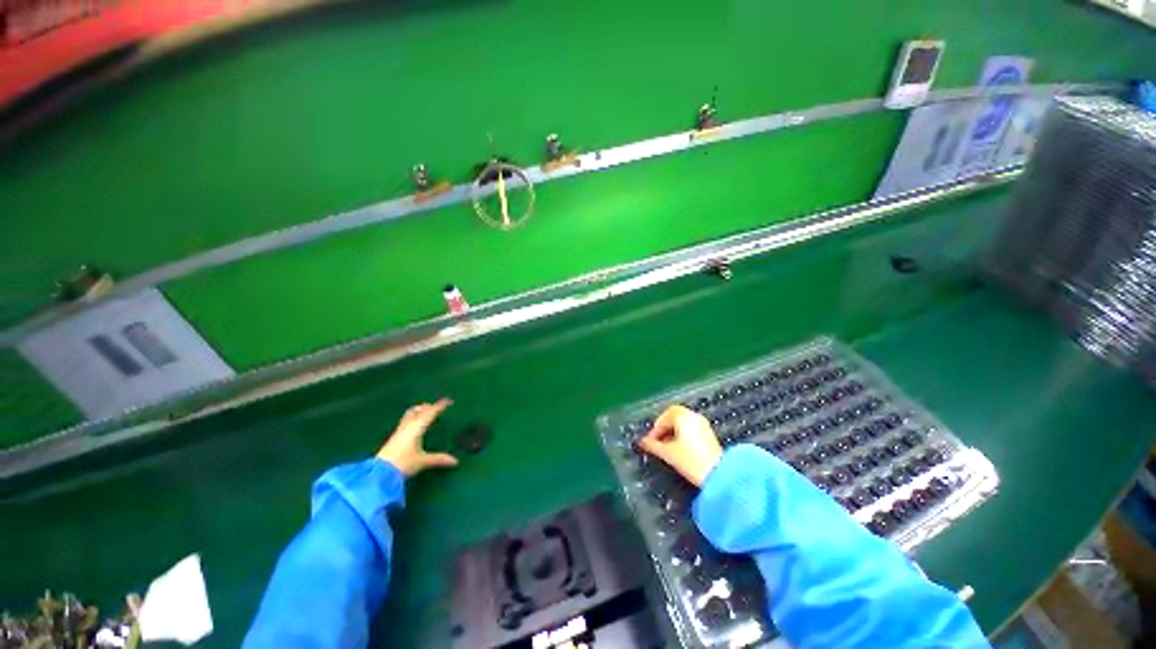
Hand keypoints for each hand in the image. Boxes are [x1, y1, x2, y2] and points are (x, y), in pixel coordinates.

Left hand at [376, 398, 459, 475]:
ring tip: (424, 411)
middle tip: (436, 406)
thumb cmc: (403, 463)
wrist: (379, 472)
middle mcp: (408, 426)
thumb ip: (439, 459)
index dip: (439, 406)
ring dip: (418, 410)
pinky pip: (405, 420)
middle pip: (418, 410)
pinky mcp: (394, 437)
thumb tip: (456, 461)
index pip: (430, 413)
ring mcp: (399, 431)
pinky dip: (413, 417)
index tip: (448, 400)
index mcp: (417, 428)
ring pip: (410, 414)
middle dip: (428, 407)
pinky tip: (413, 424)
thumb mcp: (423, 461)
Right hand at [638, 405, 722, 486]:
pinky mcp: (709, 435)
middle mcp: (694, 417)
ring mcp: (703, 425)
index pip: (664, 416)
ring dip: (673, 432)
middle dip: (664, 428)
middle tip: (657, 441)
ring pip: (683, 423)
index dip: (655, 428)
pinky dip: (683, 435)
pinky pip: (692, 429)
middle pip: (674, 416)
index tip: (650, 441)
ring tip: (667, 448)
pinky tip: (680, 450)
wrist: (719, 475)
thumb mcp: (668, 453)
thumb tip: (642, 442)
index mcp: (683, 416)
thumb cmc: (692, 461)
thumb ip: (652, 445)